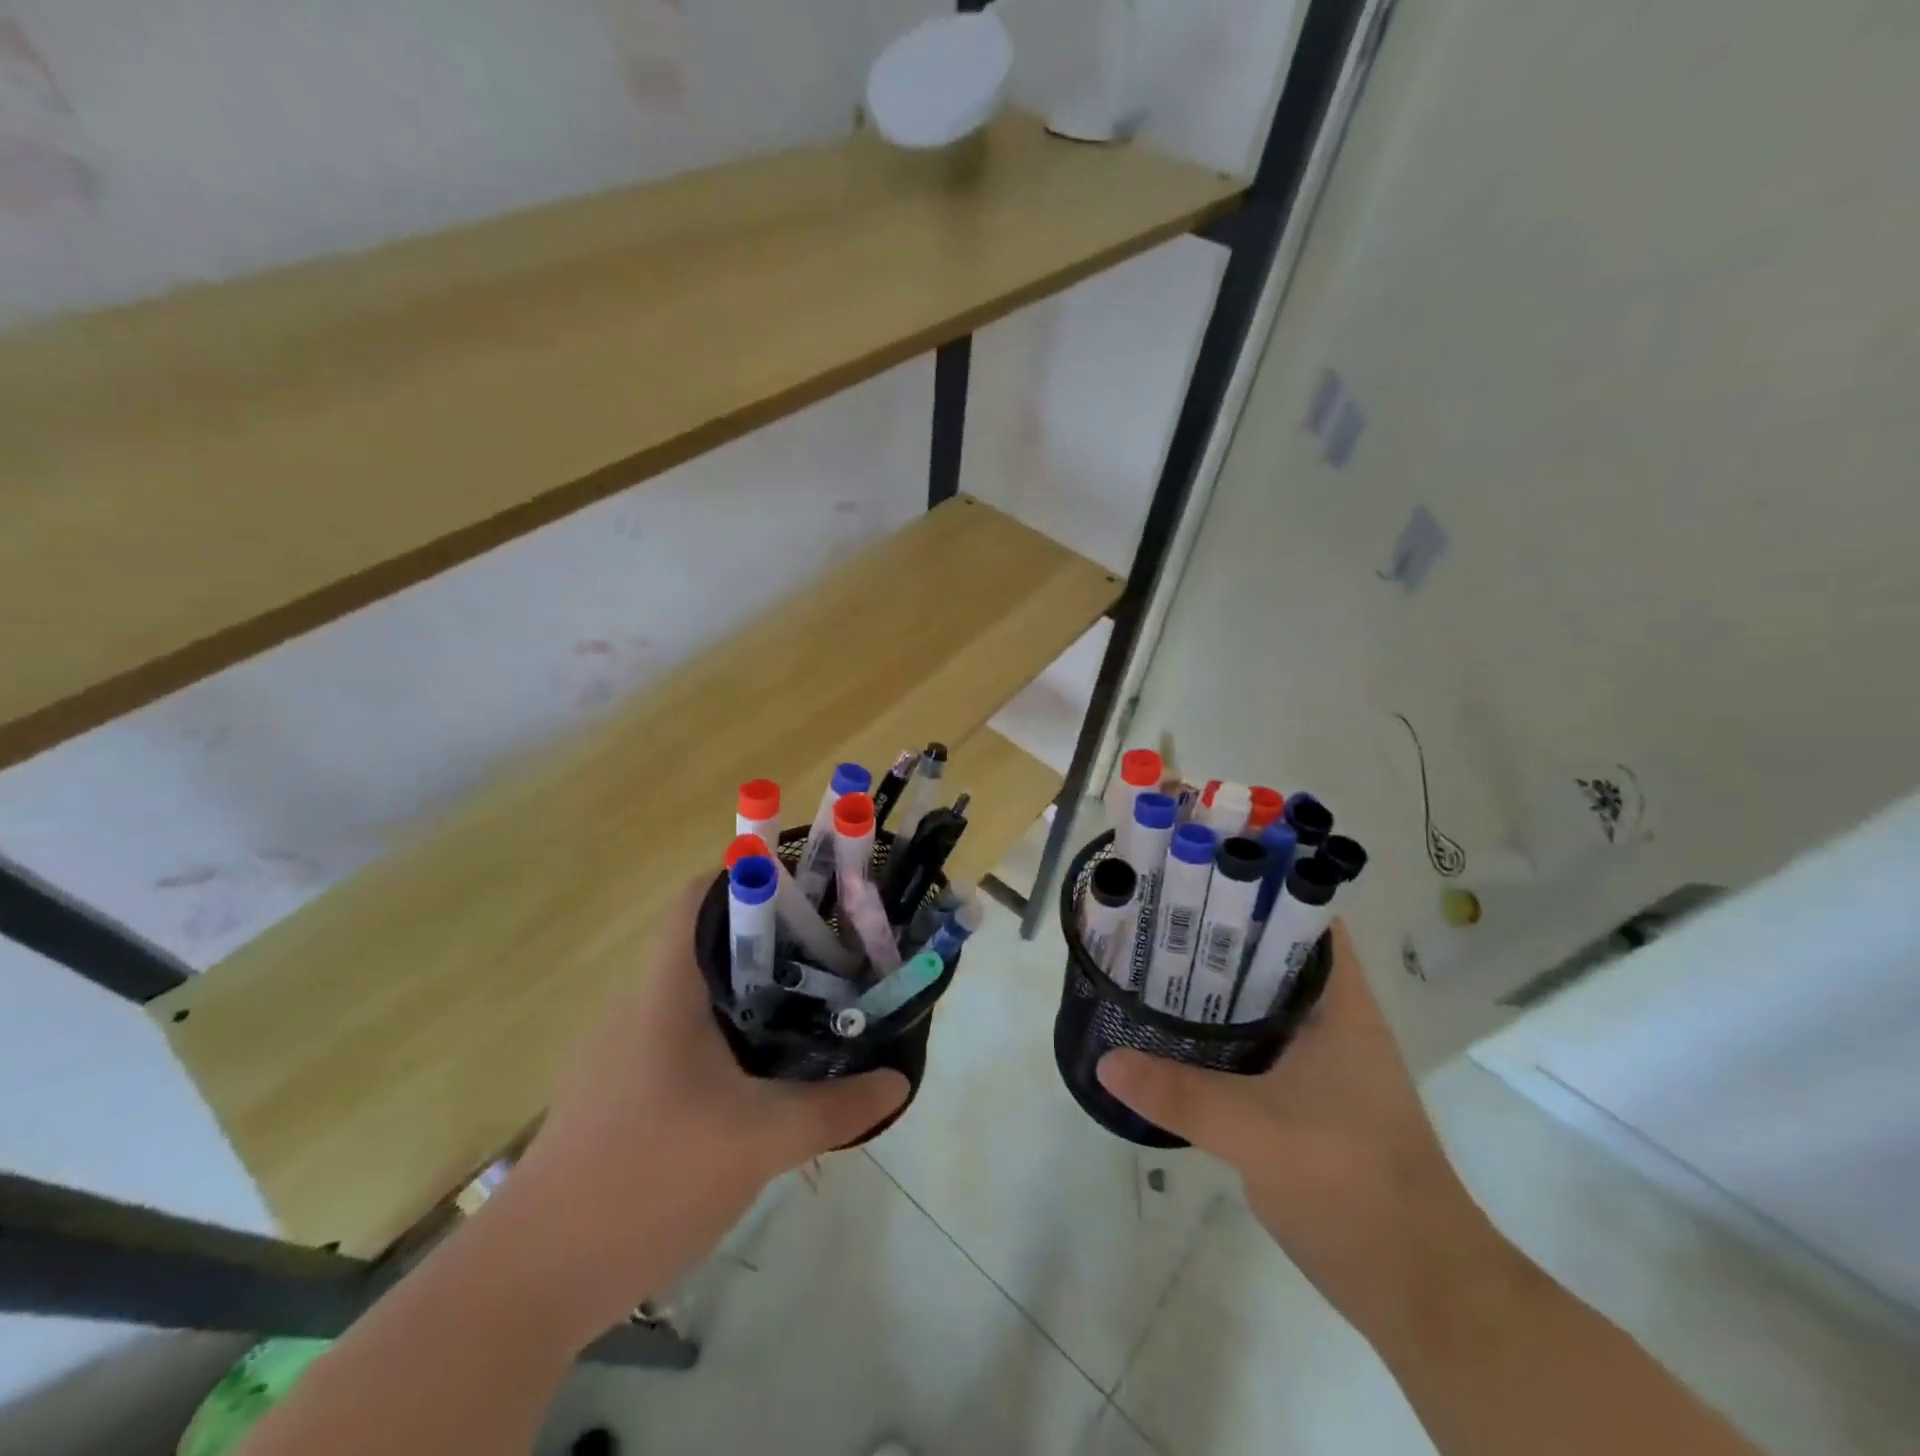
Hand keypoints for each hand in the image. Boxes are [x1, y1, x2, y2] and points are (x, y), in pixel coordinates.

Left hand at [495, 883, 907, 1341]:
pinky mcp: (620, 1091)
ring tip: (812, 1008)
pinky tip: (762, 1078)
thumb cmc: (646, 1180)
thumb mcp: (759, 1141)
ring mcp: (624, 1050)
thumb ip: (835, 1107)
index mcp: (666, 990)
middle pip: (709, 941)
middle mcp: (640, 1005)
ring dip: (753, 993)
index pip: (701, 896)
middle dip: (774, 941)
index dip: (755, 878)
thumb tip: (898, 1080)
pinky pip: (685, 1037)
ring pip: (700, 995)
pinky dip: (729, 1036)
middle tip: (833, 956)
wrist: (530, 1282)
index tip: (813, 896)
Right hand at [1097, 920, 1501, 1338]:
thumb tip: (1105, 1059)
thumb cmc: (1356, 1187)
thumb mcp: (1261, 1133)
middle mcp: (1327, 1020)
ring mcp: (1314, 1061)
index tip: (1193, 868)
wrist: (1419, 1292)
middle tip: (1148, 912)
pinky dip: (1208, 1031)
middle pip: (1264, 954)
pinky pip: (1244, 1044)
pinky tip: (1163, 1031)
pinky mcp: (1297, 1097)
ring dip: (1205, 983)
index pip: (1300, 916)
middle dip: (1210, 931)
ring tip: (1142, 958)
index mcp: (1338, 1005)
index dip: (1252, 884)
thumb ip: (1181, 1093)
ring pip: (1251, 1001)